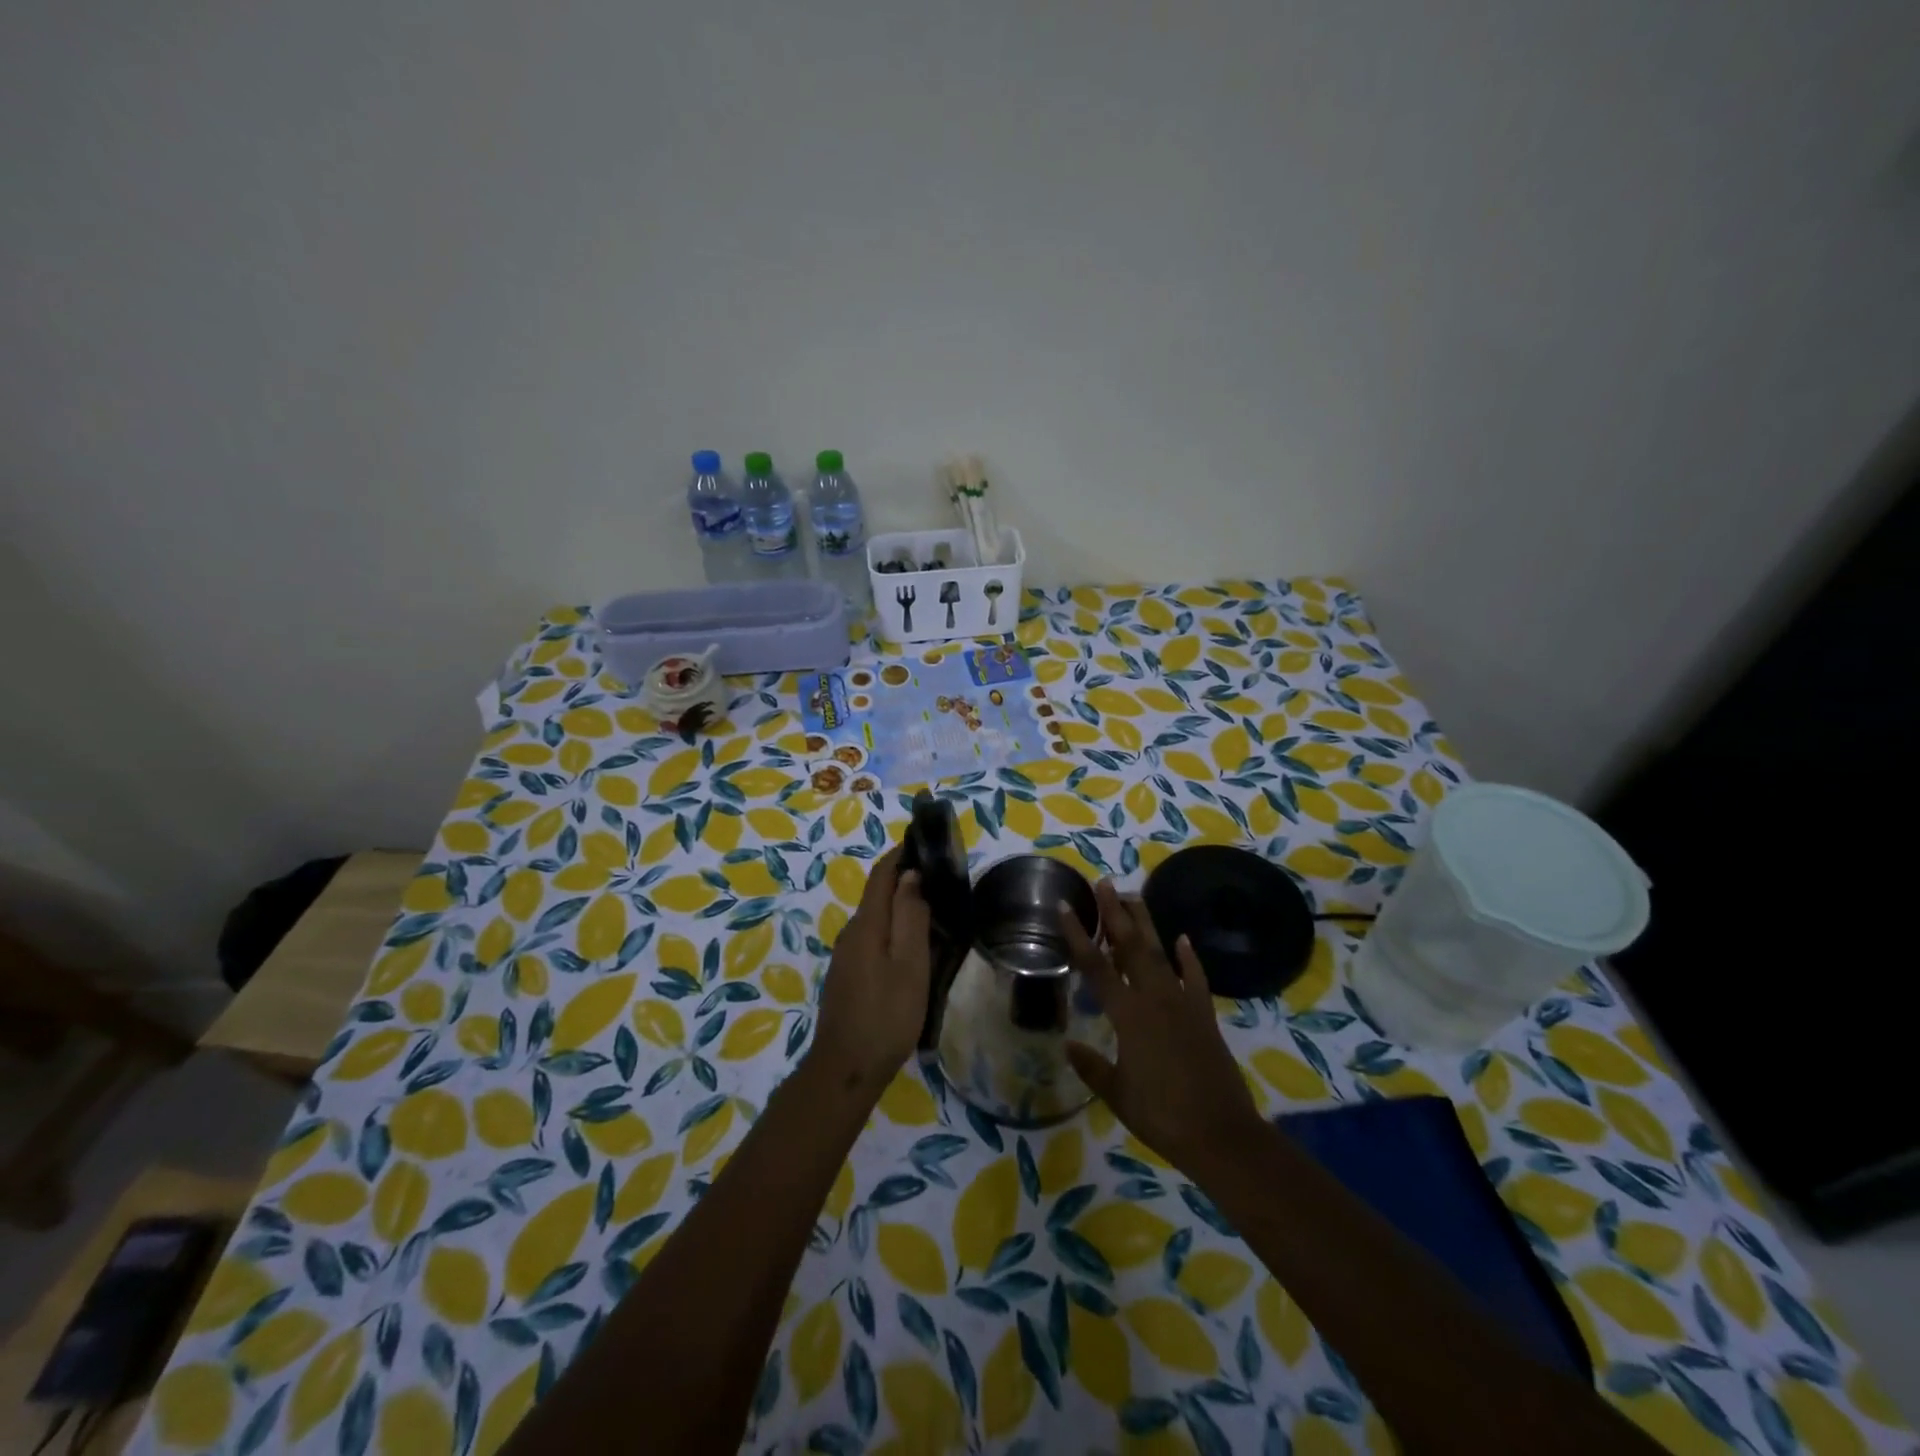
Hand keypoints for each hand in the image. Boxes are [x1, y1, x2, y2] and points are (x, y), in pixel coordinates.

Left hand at [809, 845, 931, 1093]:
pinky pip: (874, 940)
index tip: (923, 841)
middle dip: (905, 881)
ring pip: (877, 920)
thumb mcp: (909, 964)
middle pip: (878, 895)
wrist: (846, 1069)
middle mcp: (851, 933)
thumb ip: (910, 916)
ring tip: (936, 913)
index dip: (899, 854)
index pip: (881, 875)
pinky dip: (895, 932)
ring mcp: (846, 957)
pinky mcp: (848, 977)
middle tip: (941, 880)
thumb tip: (909, 875)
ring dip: (902, 909)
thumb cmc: (886, 1014)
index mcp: (866, 925)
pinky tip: (914, 950)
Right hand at [1062, 881, 1264, 1177]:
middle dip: (1115, 913)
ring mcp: (1183, 1003)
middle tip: (1105, 884)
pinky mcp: (1204, 1015)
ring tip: (1134, 897)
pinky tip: (1182, 939)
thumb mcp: (1117, 1094)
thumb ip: (1092, 1066)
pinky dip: (1188, 957)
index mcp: (1128, 1015)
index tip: (1066, 906)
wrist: (1220, 1134)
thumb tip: (1068, 1045)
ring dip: (1146, 924)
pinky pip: (1194, 977)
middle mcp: (1154, 999)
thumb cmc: (1162, 1115)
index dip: (1078, 935)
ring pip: (1160, 953)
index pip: (1096, 966)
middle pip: (1130, 947)